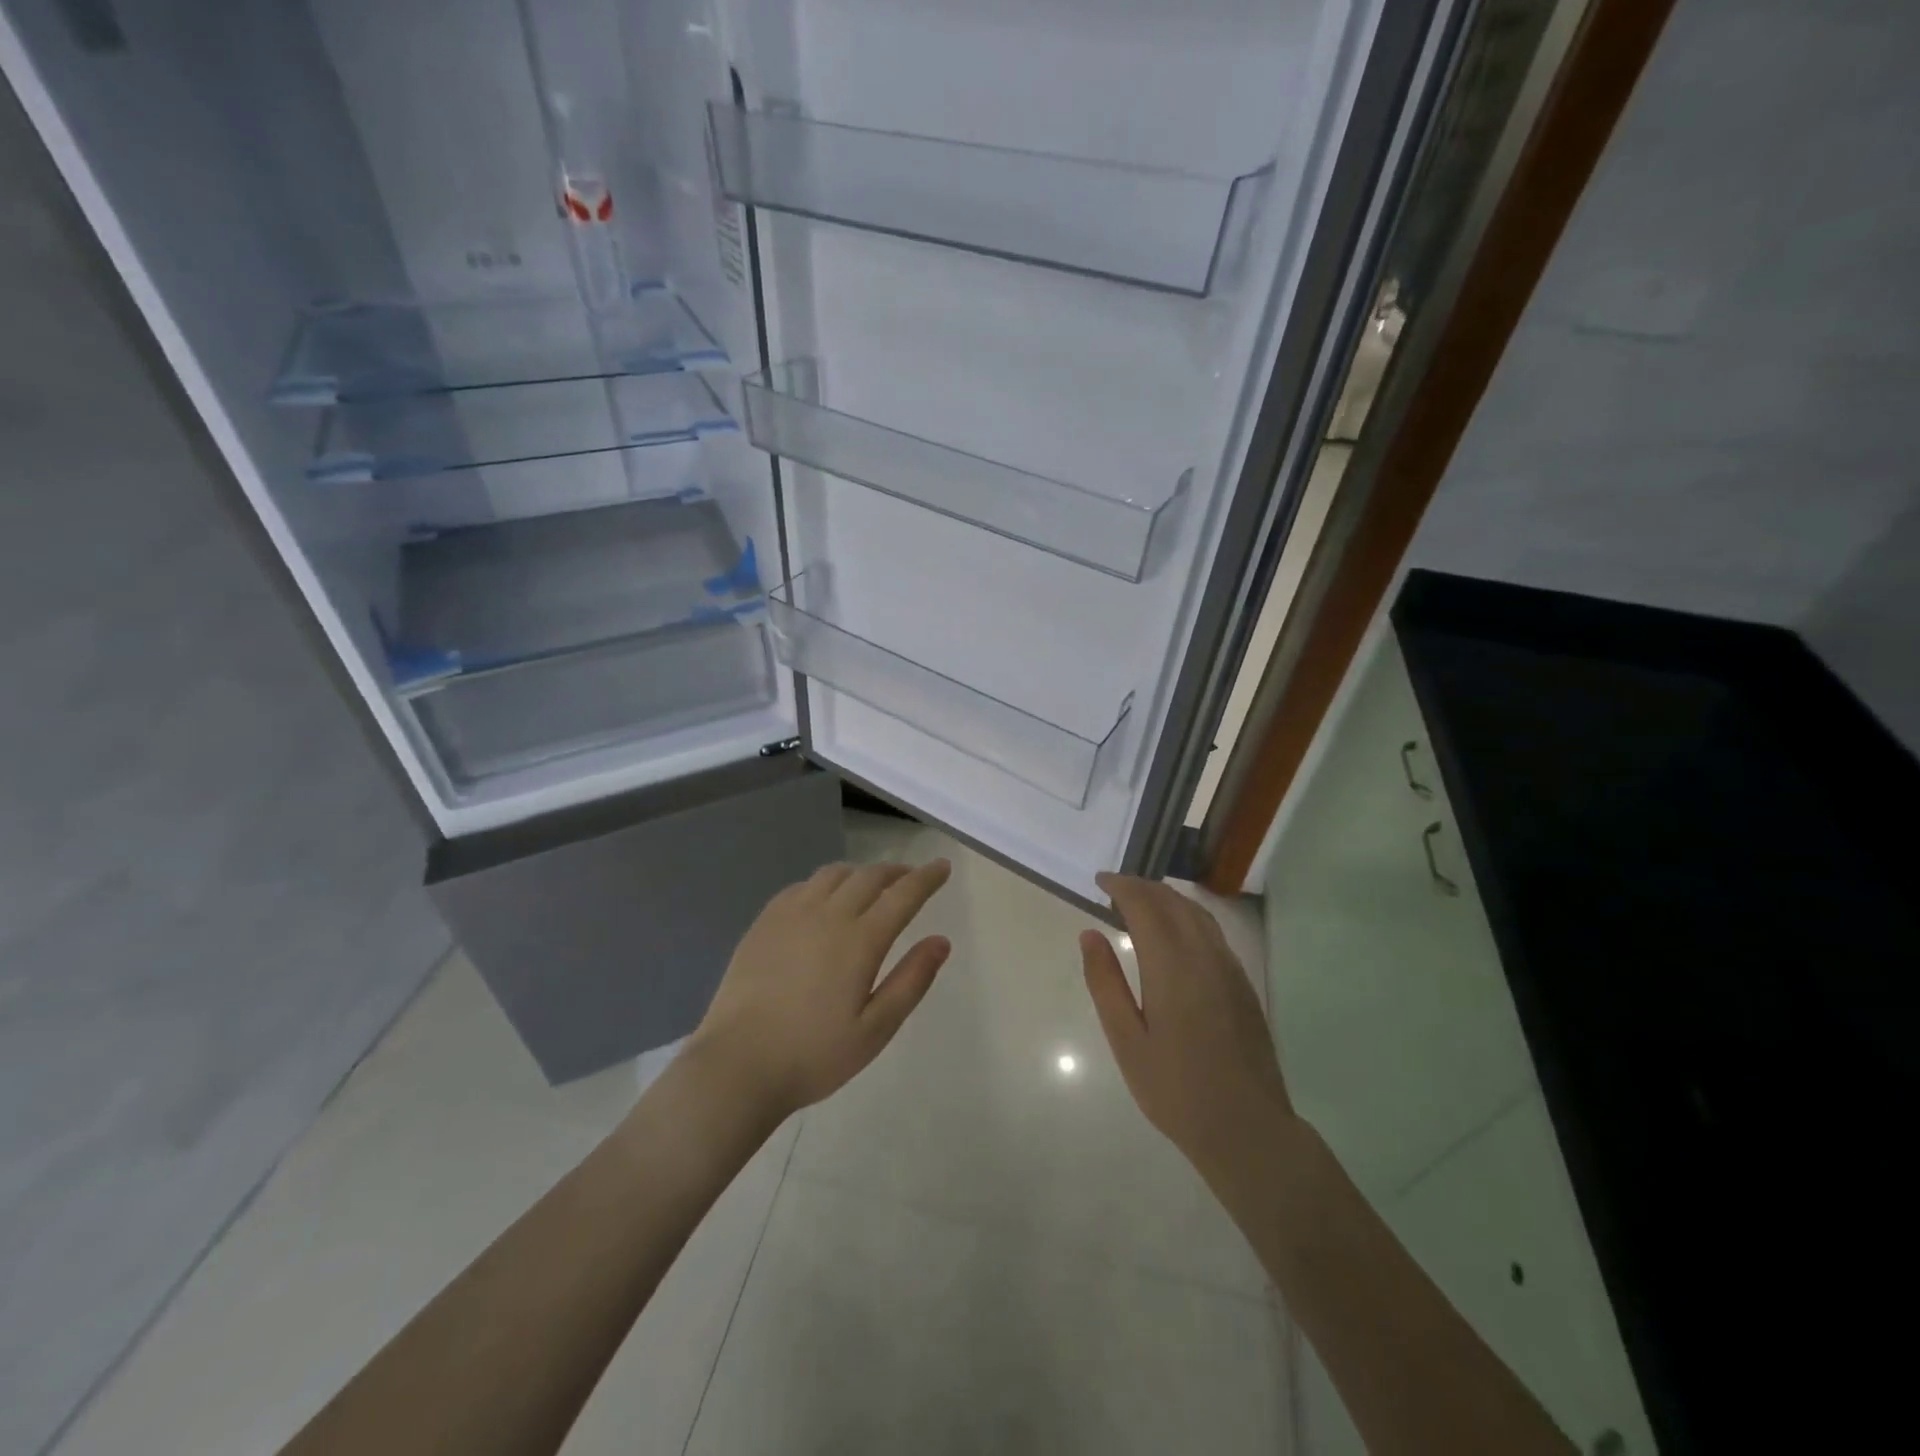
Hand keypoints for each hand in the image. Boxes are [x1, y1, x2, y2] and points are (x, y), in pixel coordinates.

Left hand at [691, 859, 952, 1119]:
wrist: (737, 1065)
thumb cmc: (813, 1054)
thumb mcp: (875, 1030)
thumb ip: (911, 981)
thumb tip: (941, 941)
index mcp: (860, 940)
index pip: (903, 895)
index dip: (927, 878)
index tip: (942, 867)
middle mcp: (828, 915)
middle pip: (869, 876)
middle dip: (897, 872)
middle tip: (912, 877)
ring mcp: (792, 914)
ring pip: (834, 874)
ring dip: (860, 873)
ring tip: (871, 885)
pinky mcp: (764, 922)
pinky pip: (802, 886)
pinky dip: (825, 883)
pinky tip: (824, 899)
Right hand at [1081, 873, 1294, 1182]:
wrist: (1247, 1128)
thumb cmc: (1175, 1089)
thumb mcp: (1126, 1040)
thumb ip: (1105, 982)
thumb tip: (1089, 934)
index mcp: (1171, 965)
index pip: (1145, 905)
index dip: (1122, 886)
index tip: (1100, 881)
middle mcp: (1204, 955)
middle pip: (1173, 901)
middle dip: (1142, 887)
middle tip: (1115, 888)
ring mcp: (1229, 968)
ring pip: (1197, 913)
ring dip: (1167, 898)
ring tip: (1141, 903)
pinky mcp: (1243, 984)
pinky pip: (1212, 931)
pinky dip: (1187, 916)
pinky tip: (1175, 933)